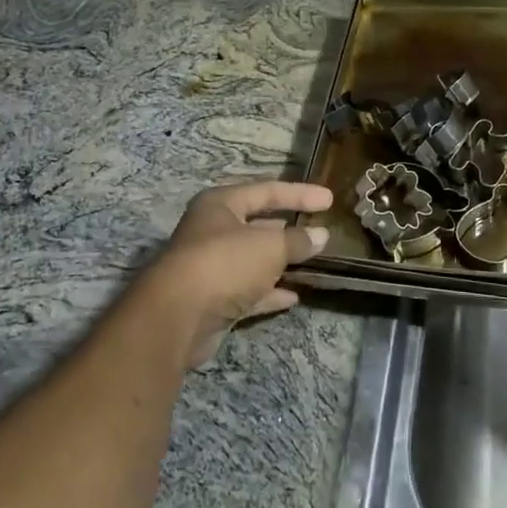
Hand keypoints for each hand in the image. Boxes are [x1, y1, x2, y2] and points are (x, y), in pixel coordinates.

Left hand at [140, 179, 331, 368]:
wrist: (177, 317)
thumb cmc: (224, 263)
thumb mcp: (269, 246)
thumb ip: (297, 240)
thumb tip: (320, 235)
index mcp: (220, 204)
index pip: (267, 191)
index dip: (299, 193)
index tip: (329, 199)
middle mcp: (212, 231)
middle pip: (256, 225)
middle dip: (287, 228)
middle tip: (318, 230)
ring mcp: (210, 267)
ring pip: (253, 260)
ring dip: (280, 262)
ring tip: (311, 262)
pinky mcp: (212, 301)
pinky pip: (248, 291)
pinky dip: (269, 292)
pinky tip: (293, 296)